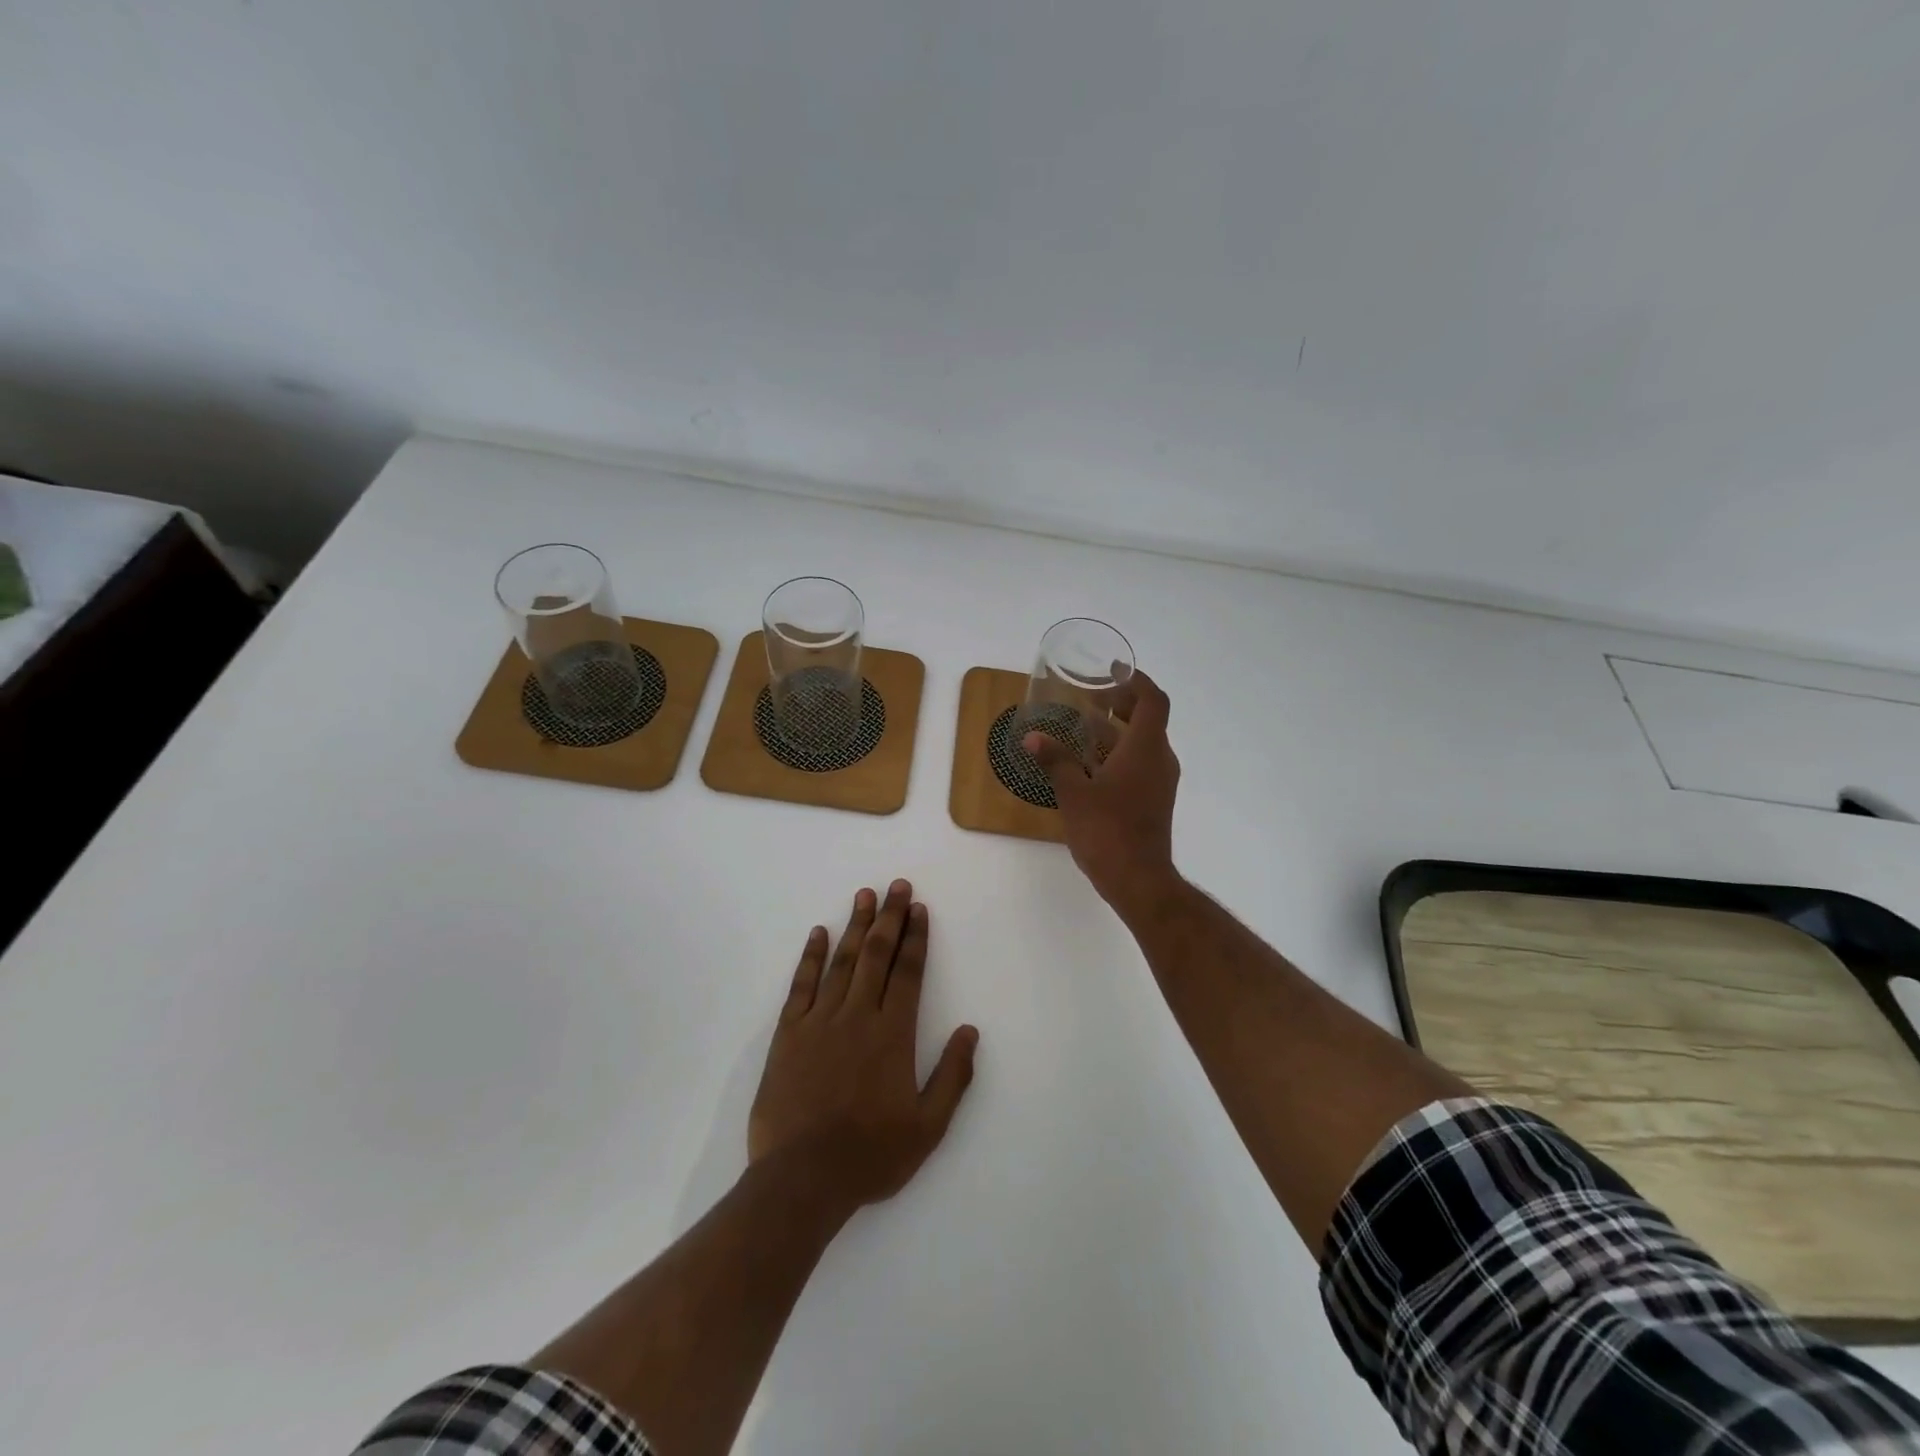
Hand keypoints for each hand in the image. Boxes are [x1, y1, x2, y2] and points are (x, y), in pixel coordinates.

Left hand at [748, 880, 978, 1213]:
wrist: (802, 1178)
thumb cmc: (871, 1155)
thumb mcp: (928, 1127)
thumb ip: (953, 1077)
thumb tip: (970, 1031)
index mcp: (893, 1034)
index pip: (909, 973)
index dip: (916, 938)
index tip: (920, 909)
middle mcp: (858, 1016)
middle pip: (876, 955)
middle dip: (890, 917)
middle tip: (897, 886)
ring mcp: (820, 1021)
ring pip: (842, 961)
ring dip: (855, 926)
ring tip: (864, 895)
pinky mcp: (789, 1033)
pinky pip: (802, 985)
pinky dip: (811, 957)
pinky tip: (819, 933)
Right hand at [1024, 669, 1181, 913]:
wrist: (1139, 880)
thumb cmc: (1108, 830)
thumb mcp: (1074, 793)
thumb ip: (1055, 761)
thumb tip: (1032, 738)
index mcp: (1145, 748)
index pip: (1153, 700)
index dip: (1136, 681)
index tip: (1112, 673)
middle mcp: (1159, 760)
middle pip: (1148, 720)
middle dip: (1122, 705)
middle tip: (1092, 699)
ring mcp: (1159, 783)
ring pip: (1142, 745)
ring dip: (1117, 732)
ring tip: (1083, 729)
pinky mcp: (1153, 802)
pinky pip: (1139, 765)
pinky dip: (1119, 755)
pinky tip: (1089, 766)